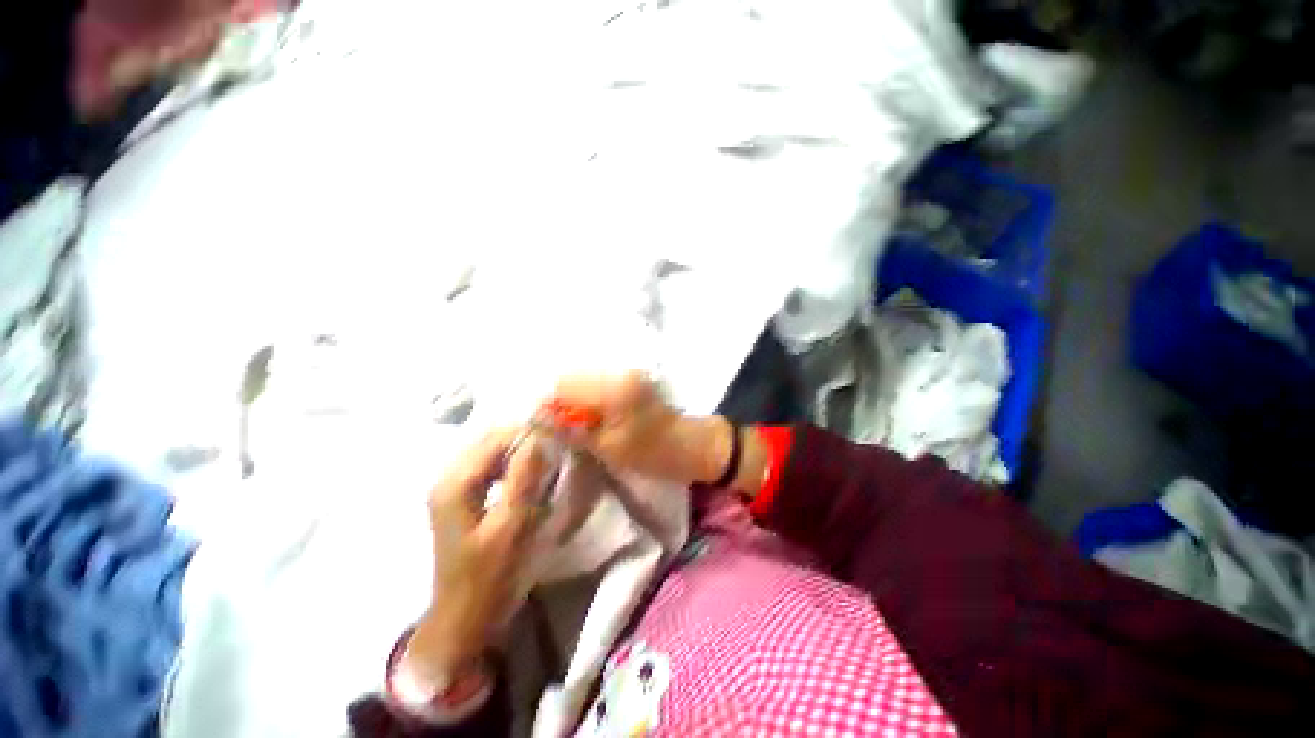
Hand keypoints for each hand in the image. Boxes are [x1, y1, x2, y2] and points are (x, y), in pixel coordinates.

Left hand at [406, 427, 552, 680]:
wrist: (465, 619)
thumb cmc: (490, 577)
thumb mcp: (512, 526)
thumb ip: (525, 476)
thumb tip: (540, 434)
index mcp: (456, 482)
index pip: (497, 437)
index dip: (530, 430)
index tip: (561, 433)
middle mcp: (448, 476)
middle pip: (491, 439)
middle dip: (525, 436)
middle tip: (558, 444)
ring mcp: (452, 487)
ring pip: (491, 449)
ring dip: (520, 448)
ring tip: (548, 455)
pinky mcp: (460, 497)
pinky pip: (490, 464)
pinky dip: (512, 461)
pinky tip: (530, 471)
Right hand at [550, 372, 731, 485]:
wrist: (689, 443)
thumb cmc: (652, 452)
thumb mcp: (610, 447)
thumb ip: (575, 429)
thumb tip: (542, 418)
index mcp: (613, 388)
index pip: (564, 384)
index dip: (547, 402)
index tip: (541, 422)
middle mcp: (618, 371)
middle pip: (571, 376)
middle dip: (557, 398)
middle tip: (554, 423)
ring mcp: (625, 372)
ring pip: (582, 377)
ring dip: (571, 396)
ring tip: (569, 419)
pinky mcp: (629, 378)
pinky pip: (596, 381)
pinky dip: (585, 394)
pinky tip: (586, 412)